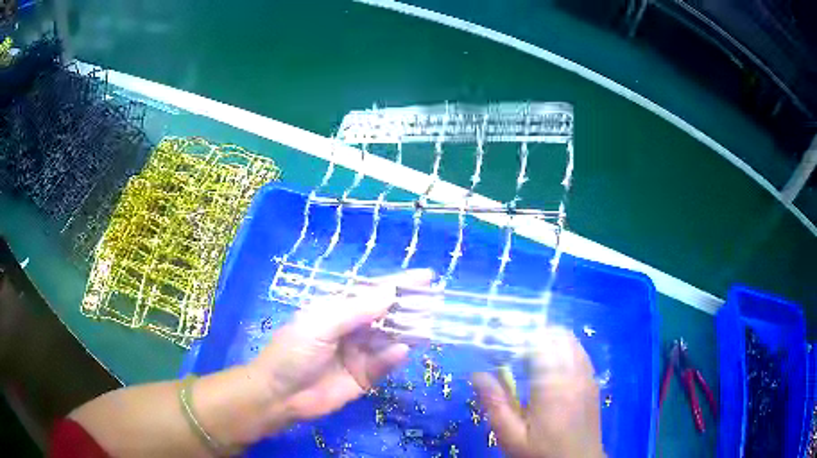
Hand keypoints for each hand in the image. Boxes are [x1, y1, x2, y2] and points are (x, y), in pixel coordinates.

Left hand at [248, 269, 432, 429]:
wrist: (281, 395)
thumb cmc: (294, 352)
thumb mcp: (319, 325)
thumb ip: (355, 310)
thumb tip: (390, 292)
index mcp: (338, 309)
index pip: (373, 291)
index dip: (399, 283)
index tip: (427, 276)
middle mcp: (353, 328)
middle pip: (388, 314)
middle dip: (410, 307)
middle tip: (437, 302)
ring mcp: (360, 353)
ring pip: (391, 338)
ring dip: (410, 331)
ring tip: (430, 325)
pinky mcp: (365, 376)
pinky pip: (385, 363)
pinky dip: (394, 356)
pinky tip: (402, 350)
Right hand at [473, 327, 604, 457]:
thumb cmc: (541, 453)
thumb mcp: (511, 436)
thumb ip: (496, 403)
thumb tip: (477, 374)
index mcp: (553, 386)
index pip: (538, 343)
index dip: (517, 335)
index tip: (497, 337)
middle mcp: (574, 374)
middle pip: (556, 336)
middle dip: (532, 333)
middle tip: (510, 345)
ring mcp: (587, 376)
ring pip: (570, 341)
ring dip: (549, 339)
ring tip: (527, 351)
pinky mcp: (592, 382)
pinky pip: (580, 352)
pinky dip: (564, 347)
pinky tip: (551, 362)